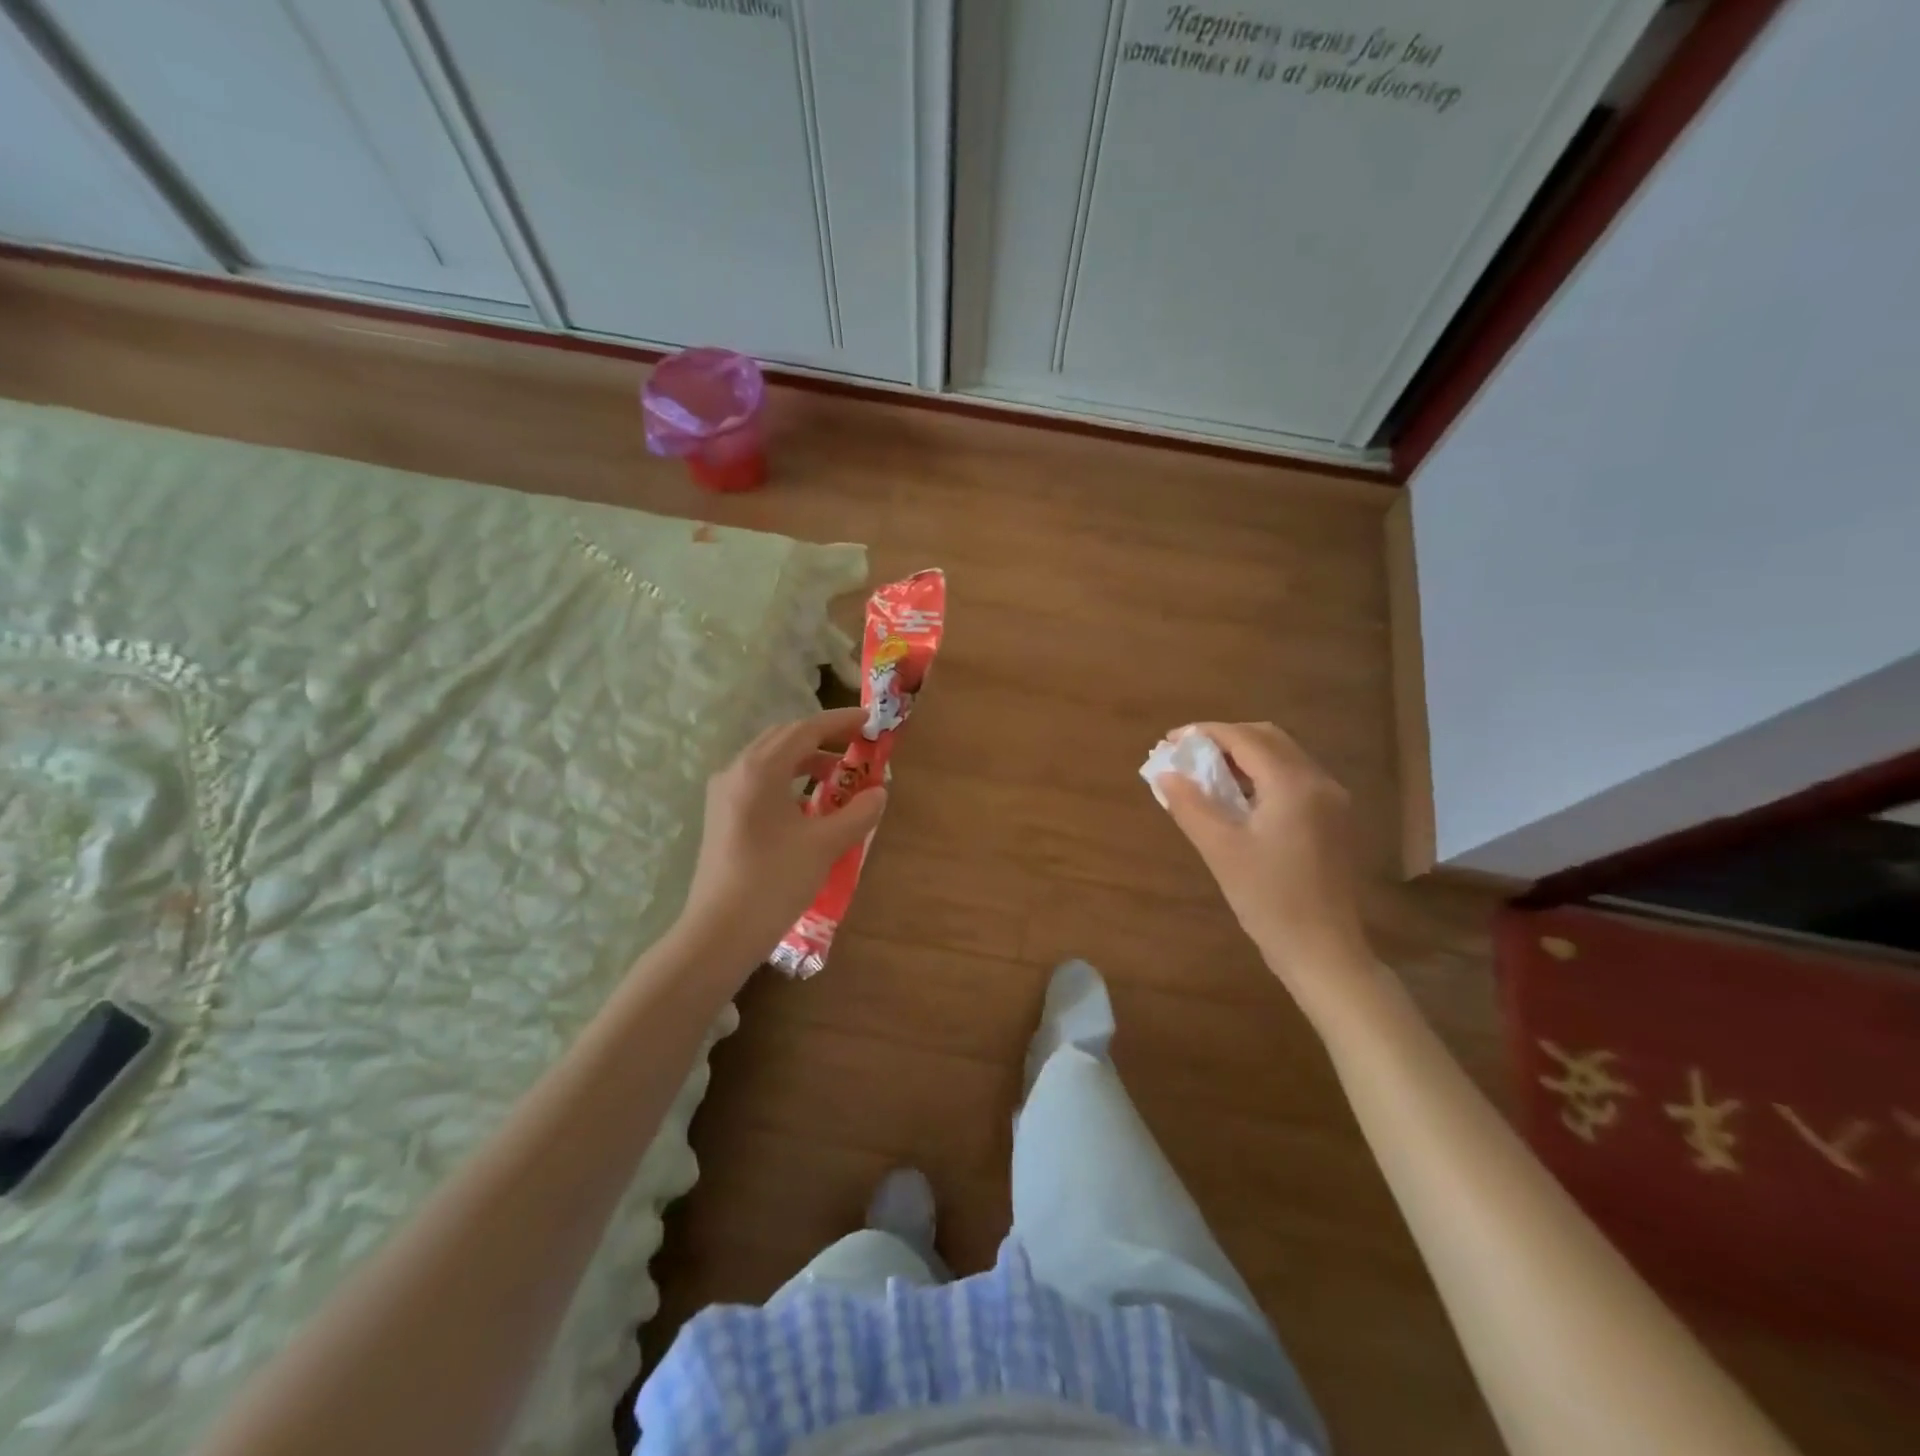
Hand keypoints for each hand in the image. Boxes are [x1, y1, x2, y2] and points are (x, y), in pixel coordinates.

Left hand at [681, 707, 887, 969]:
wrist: (720, 932)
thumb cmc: (774, 882)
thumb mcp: (824, 845)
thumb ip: (857, 813)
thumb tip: (879, 792)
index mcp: (759, 770)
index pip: (805, 730)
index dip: (840, 722)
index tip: (869, 721)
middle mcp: (736, 771)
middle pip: (784, 738)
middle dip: (823, 737)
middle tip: (857, 745)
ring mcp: (724, 793)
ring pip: (770, 760)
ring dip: (806, 760)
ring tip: (839, 775)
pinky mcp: (721, 815)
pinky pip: (759, 781)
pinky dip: (788, 779)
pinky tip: (809, 803)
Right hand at [1156, 722, 1371, 996]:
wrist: (1323, 950)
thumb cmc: (1269, 899)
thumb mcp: (1220, 850)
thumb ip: (1190, 805)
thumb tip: (1165, 774)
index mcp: (1293, 784)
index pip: (1244, 738)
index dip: (1205, 733)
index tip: (1170, 741)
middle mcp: (1319, 782)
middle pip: (1268, 738)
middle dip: (1225, 738)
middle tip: (1188, 755)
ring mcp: (1331, 801)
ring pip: (1283, 756)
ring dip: (1243, 755)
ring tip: (1206, 773)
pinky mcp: (1332, 819)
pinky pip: (1293, 778)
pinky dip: (1261, 774)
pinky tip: (1237, 796)